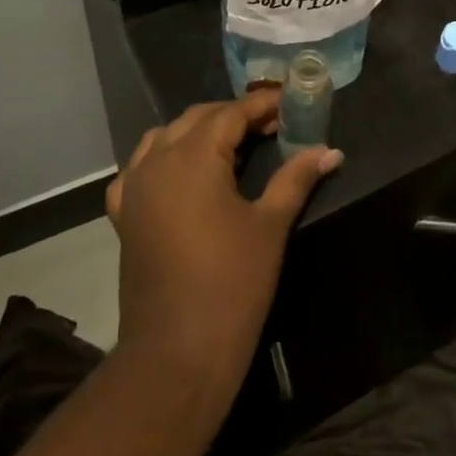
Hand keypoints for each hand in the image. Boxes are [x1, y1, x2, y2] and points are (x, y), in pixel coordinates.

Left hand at [106, 89, 341, 393]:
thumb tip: (330, 151)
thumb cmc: (231, 284)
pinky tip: (186, 176)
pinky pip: (141, 168)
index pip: (231, 113)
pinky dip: (165, 159)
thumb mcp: (270, 225)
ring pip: (166, 137)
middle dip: (234, 115)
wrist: (177, 352)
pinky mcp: (124, 215)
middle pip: (198, 119)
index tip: (291, 103)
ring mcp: (134, 188)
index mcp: (193, 157)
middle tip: (273, 125)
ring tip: (234, 146)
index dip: (262, 105)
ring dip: (200, 132)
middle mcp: (157, 162)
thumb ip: (296, 178)